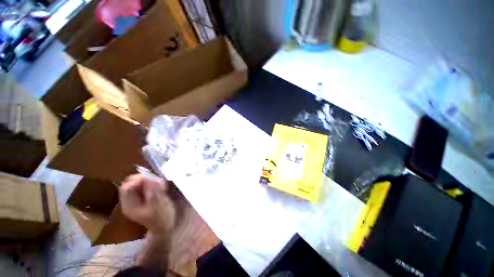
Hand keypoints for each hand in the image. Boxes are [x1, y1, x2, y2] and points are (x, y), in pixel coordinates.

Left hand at [120, 174, 175, 233]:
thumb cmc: (162, 218)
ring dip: (149, 181)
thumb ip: (153, 191)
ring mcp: (135, 199)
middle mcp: (129, 201)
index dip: (138, 179)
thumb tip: (150, 177)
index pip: (127, 187)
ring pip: (137, 183)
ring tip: (160, 184)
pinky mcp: (142, 197)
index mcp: (129, 205)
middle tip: (157, 180)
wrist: (164, 227)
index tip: (152, 178)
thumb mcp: (159, 205)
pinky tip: (160, 186)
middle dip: (144, 179)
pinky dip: (151, 183)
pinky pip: (143, 186)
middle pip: (130, 183)